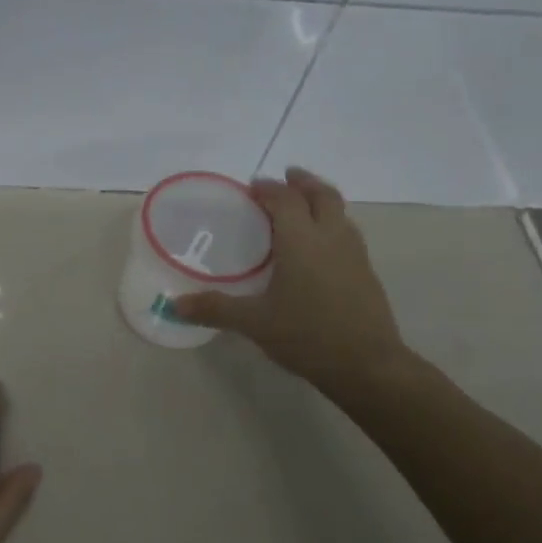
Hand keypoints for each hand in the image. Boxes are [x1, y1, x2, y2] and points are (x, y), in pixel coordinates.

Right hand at [174, 168, 414, 404]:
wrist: (367, 365)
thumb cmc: (307, 335)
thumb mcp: (254, 323)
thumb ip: (215, 309)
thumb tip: (174, 305)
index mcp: (301, 240)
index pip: (285, 199)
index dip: (268, 188)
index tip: (252, 186)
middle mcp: (331, 237)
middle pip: (322, 194)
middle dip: (303, 182)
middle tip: (286, 177)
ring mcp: (354, 254)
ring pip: (340, 212)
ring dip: (320, 200)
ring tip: (303, 206)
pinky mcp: (366, 272)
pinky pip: (347, 233)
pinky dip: (331, 224)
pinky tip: (319, 247)